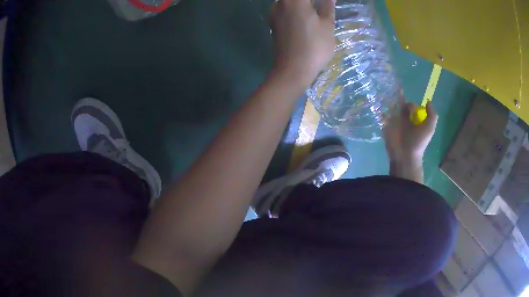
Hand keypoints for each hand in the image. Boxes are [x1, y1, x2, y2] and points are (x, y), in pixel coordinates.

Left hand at [270, 0, 335, 86]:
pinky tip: (305, 16)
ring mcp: (274, 13)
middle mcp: (281, 3)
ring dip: (302, 4)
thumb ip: (328, 6)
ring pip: (288, 2)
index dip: (320, 0)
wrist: (293, 70)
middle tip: (323, 6)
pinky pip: (284, 8)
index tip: (326, 3)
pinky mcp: (273, 23)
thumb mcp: (327, 25)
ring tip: (315, 10)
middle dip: (310, 2)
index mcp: (295, 0)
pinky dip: (294, 8)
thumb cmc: (315, 46)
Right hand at [383, 99, 438, 163]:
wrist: (406, 156)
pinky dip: (381, 111)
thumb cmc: (418, 142)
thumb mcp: (429, 128)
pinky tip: (381, 108)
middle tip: (398, 104)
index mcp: (414, 120)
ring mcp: (394, 122)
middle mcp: (404, 120)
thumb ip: (432, 115)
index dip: (411, 105)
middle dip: (399, 101)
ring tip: (388, 98)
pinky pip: (382, 115)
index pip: (411, 107)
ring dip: (389, 102)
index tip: (411, 109)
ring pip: (391, 108)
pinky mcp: (385, 126)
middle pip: (400, 105)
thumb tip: (427, 102)